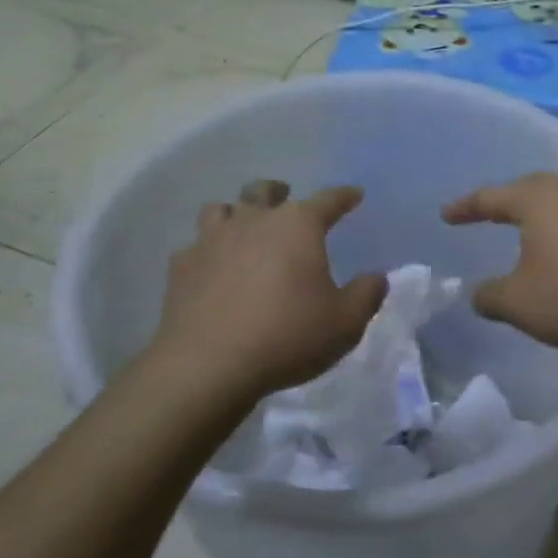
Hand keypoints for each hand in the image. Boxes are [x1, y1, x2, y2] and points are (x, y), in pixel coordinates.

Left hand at [148, 181, 386, 402]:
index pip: (328, 200)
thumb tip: (377, 277)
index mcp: (298, 226)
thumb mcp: (346, 322)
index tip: (354, 195)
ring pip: (220, 209)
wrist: (208, 366)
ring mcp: (211, 241)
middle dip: (278, 192)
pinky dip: (207, 251)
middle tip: (285, 199)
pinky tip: (212, 268)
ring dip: (235, 213)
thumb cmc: (287, 336)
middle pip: (263, 191)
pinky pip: (194, 246)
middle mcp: (253, 221)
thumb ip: (367, 294)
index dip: (344, 196)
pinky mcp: (180, 268)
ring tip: (243, 227)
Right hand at [441, 172, 557, 351]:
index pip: (491, 197)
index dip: (466, 208)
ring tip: (540, 216)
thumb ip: (490, 296)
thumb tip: (479, 294)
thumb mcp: (519, 304)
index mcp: (538, 198)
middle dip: (509, 201)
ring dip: (550, 204)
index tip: (447, 216)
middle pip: (532, 188)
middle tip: (491, 214)